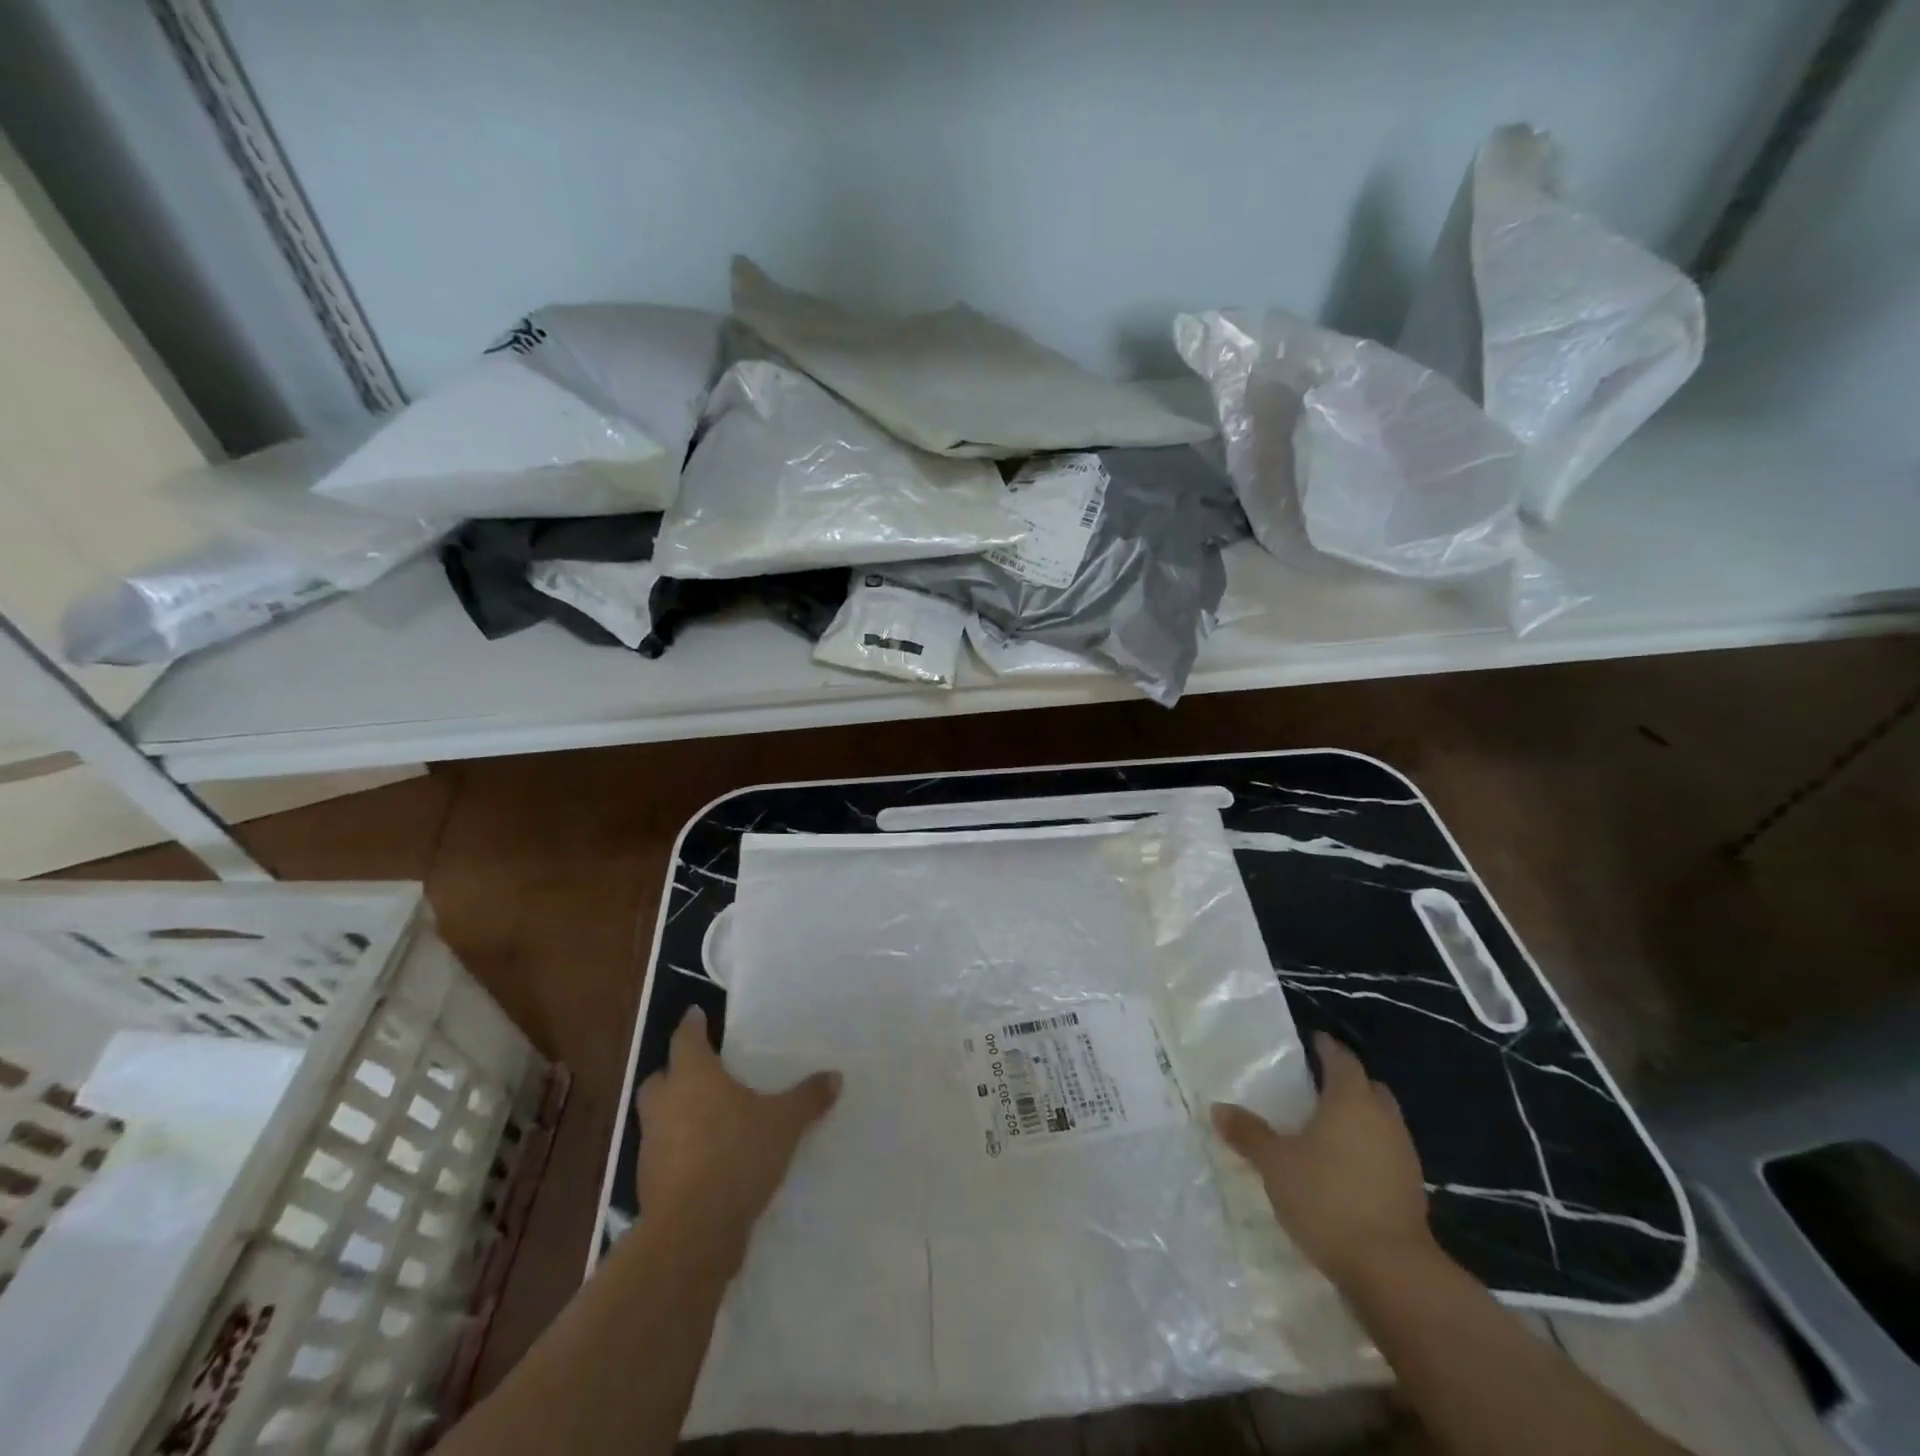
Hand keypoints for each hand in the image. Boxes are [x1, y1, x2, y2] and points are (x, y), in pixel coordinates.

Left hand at [634, 1007, 840, 1263]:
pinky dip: (678, 1148)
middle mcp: (666, 1103)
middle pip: (661, 1076)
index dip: (693, 1025)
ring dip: (675, 1111)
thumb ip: (807, 1098)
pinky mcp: (649, 1182)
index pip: (686, 1038)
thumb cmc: (736, 1156)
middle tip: (700, 1070)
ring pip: (657, 1115)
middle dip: (675, 1071)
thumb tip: (834, 1076)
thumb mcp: (784, 1123)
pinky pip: (663, 1152)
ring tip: (707, 1116)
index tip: (696, 1013)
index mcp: (692, 1076)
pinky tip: (705, 1158)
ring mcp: (652, 1144)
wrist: (692, 1233)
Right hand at [1211, 1032, 1434, 1286]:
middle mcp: (1382, 1119)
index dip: (1326, 1048)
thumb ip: (1248, 1134)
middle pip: (1369, 1087)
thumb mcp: (1275, 1164)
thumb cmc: (1327, 1198)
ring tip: (1328, 1127)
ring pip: (1382, 1120)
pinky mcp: (1411, 1189)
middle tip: (1318, 1084)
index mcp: (1350, 1100)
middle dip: (1348, 1081)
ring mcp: (1403, 1155)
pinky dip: (1369, 1148)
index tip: (1313, 1042)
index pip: (1342, 1060)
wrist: (1392, 1270)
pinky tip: (1346, 1166)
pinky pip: (1388, 1152)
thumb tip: (1218, 1108)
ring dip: (1361, 1117)